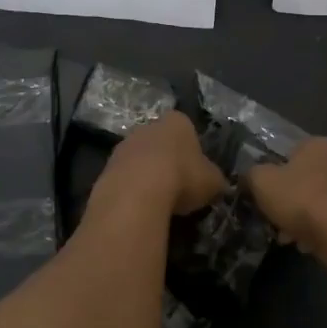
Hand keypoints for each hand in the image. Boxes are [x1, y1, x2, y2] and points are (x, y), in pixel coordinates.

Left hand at [102, 112, 227, 216]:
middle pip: (161, 143)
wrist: (137, 192)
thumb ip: (216, 180)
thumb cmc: (182, 177)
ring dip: (147, 175)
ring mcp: (124, 144)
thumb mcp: (213, 182)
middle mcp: (148, 126)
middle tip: (178, 187)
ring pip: (140, 159)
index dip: (193, 152)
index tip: (196, 173)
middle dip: (168, 161)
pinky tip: (140, 206)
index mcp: (177, 121)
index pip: (188, 130)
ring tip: (158, 201)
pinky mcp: (107, 166)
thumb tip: (218, 185)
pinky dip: (132, 189)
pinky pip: (125, 177)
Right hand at [245, 138, 326, 250]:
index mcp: (317, 144)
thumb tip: (250, 177)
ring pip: (320, 199)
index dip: (277, 174)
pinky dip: (321, 228)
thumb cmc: (299, 197)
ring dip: (305, 216)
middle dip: (291, 198)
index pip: (292, 153)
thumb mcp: (261, 181)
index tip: (268, 194)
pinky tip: (308, 244)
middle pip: (307, 178)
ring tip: (290, 237)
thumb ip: (252, 175)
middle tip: (277, 218)